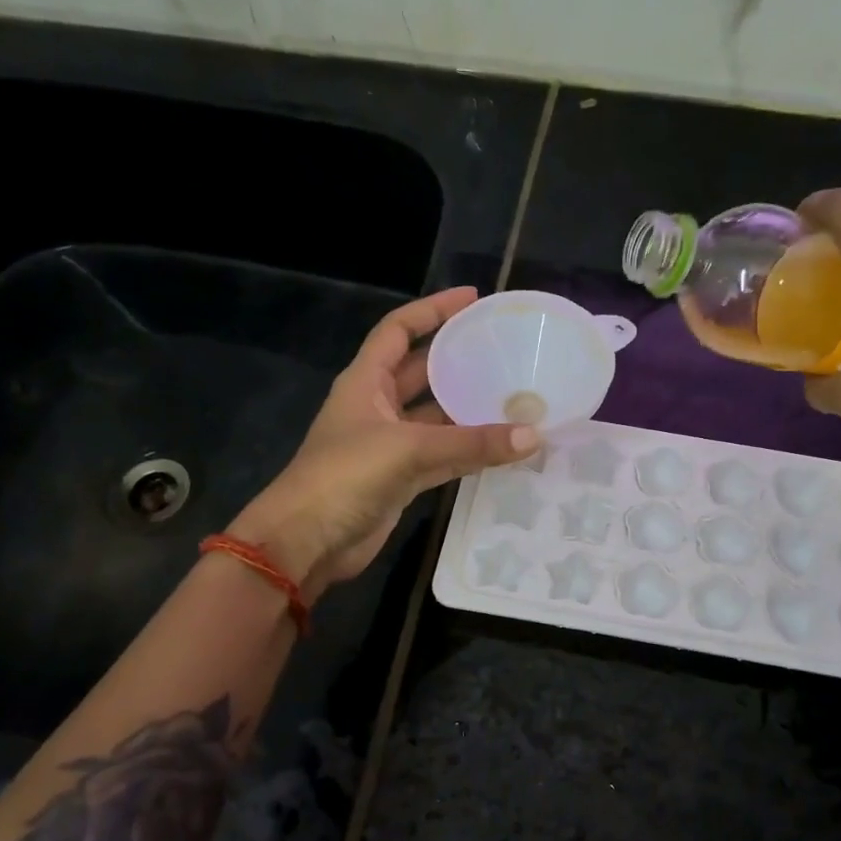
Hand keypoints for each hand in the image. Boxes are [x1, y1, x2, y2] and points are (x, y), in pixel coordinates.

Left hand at [228, 287, 537, 594]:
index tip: (472, 299)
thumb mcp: (408, 449)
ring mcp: (389, 445)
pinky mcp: (401, 479)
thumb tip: (533, 437)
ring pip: (436, 417)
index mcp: (365, 382)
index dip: (432, 310)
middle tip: (504, 350)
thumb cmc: (344, 477)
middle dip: (457, 359)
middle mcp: (377, 407)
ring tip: (515, 395)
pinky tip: (503, 447)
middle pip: (422, 372)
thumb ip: (471, 443)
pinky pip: (442, 455)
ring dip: (468, 409)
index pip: (399, 330)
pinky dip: (468, 452)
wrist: (307, 541)